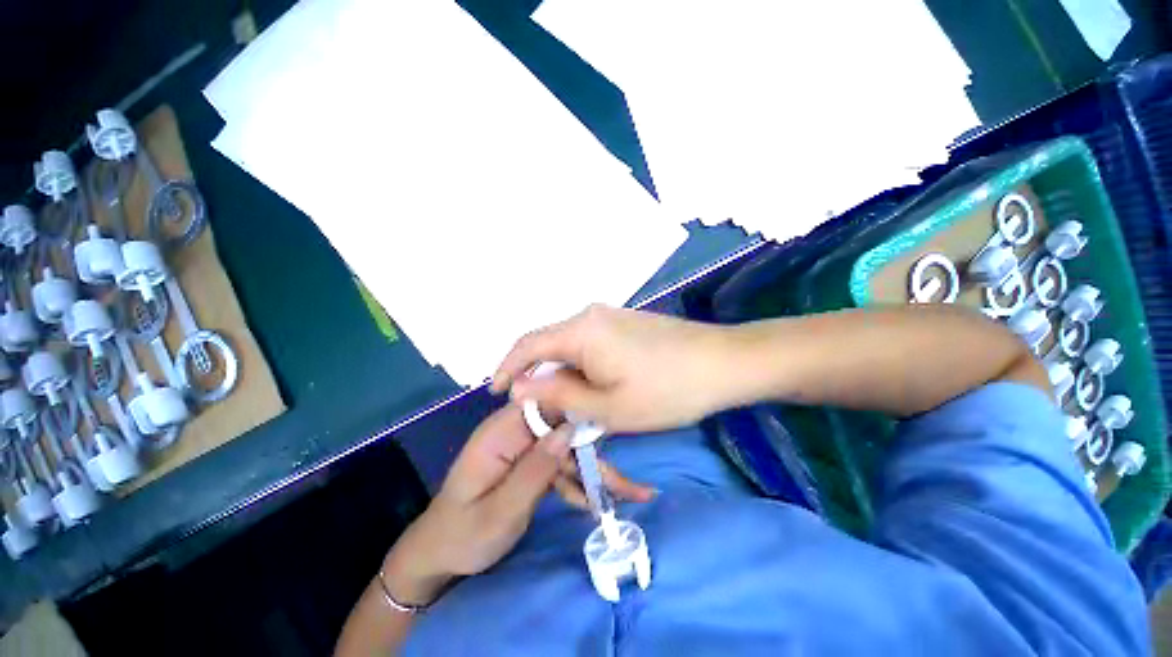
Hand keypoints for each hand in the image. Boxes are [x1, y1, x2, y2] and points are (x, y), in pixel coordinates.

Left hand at [381, 405, 651, 605]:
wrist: (440, 557)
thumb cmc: (463, 536)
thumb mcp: (500, 510)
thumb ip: (535, 469)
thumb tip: (569, 430)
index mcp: (502, 432)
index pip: (545, 403)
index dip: (577, 408)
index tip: (610, 426)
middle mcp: (516, 433)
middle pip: (563, 430)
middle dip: (595, 455)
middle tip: (630, 484)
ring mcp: (524, 449)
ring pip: (567, 452)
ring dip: (595, 474)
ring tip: (631, 495)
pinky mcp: (530, 465)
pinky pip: (560, 468)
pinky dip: (579, 485)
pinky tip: (599, 504)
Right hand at [491, 305, 739, 431]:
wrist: (724, 362)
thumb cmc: (667, 390)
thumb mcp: (607, 406)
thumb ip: (558, 396)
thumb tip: (520, 389)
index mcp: (581, 330)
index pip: (527, 345)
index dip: (506, 368)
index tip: (495, 392)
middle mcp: (590, 315)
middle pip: (548, 344)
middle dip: (537, 376)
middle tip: (536, 408)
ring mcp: (610, 316)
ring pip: (570, 345)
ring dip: (561, 373)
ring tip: (565, 403)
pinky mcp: (625, 322)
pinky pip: (589, 343)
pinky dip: (580, 365)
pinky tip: (592, 386)